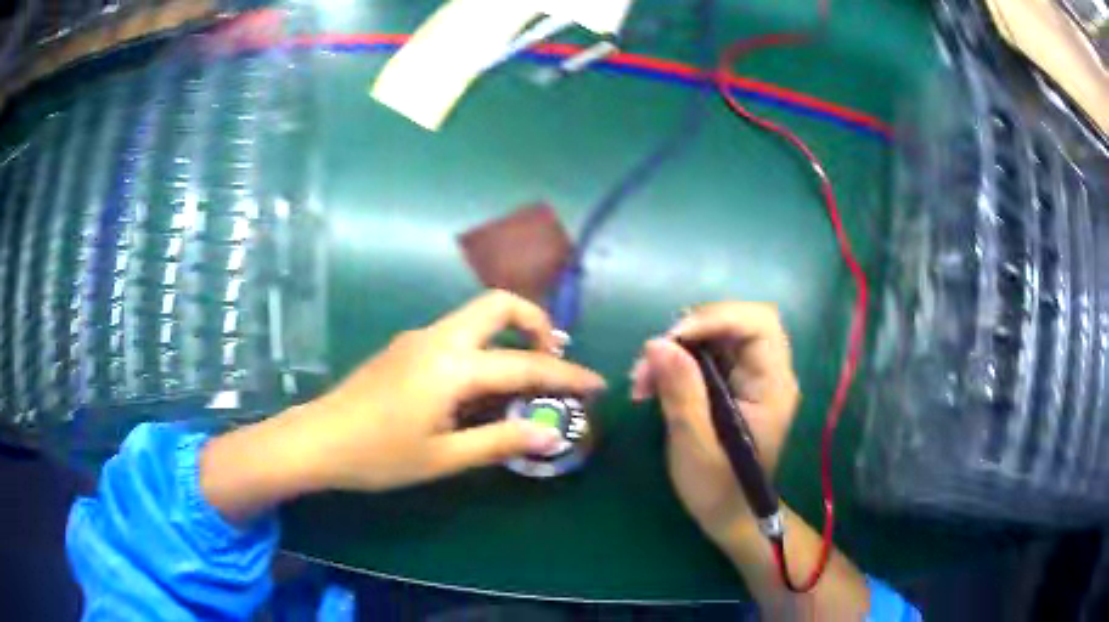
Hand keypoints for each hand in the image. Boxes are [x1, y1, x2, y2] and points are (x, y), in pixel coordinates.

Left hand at [201, 291, 605, 520]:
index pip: (526, 363)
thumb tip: (550, 434)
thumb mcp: (444, 457)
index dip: (567, 375)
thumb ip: (500, 442)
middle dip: (535, 322)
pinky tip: (477, 390)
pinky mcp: (405, 347)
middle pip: (497, 304)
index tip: (597, 384)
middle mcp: (438, 338)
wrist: (318, 439)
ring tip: (521, 380)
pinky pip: (456, 335)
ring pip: (475, 318)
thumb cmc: (379, 455)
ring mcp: (418, 338)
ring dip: (508, 336)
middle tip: (551, 358)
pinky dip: (481, 349)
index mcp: (452, 366)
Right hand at [629, 302, 798, 548]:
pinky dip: (678, 361)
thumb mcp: (695, 444)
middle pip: (736, 322)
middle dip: (689, 332)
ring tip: (644, 380)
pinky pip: (707, 354)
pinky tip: (654, 384)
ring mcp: (752, 377)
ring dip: (677, 348)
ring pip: (717, 335)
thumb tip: (656, 343)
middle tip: (652, 361)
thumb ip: (681, 392)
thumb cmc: (718, 488)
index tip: (673, 341)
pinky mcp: (735, 384)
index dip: (716, 319)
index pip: (758, 323)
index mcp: (773, 385)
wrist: (730, 515)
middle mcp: (769, 372)